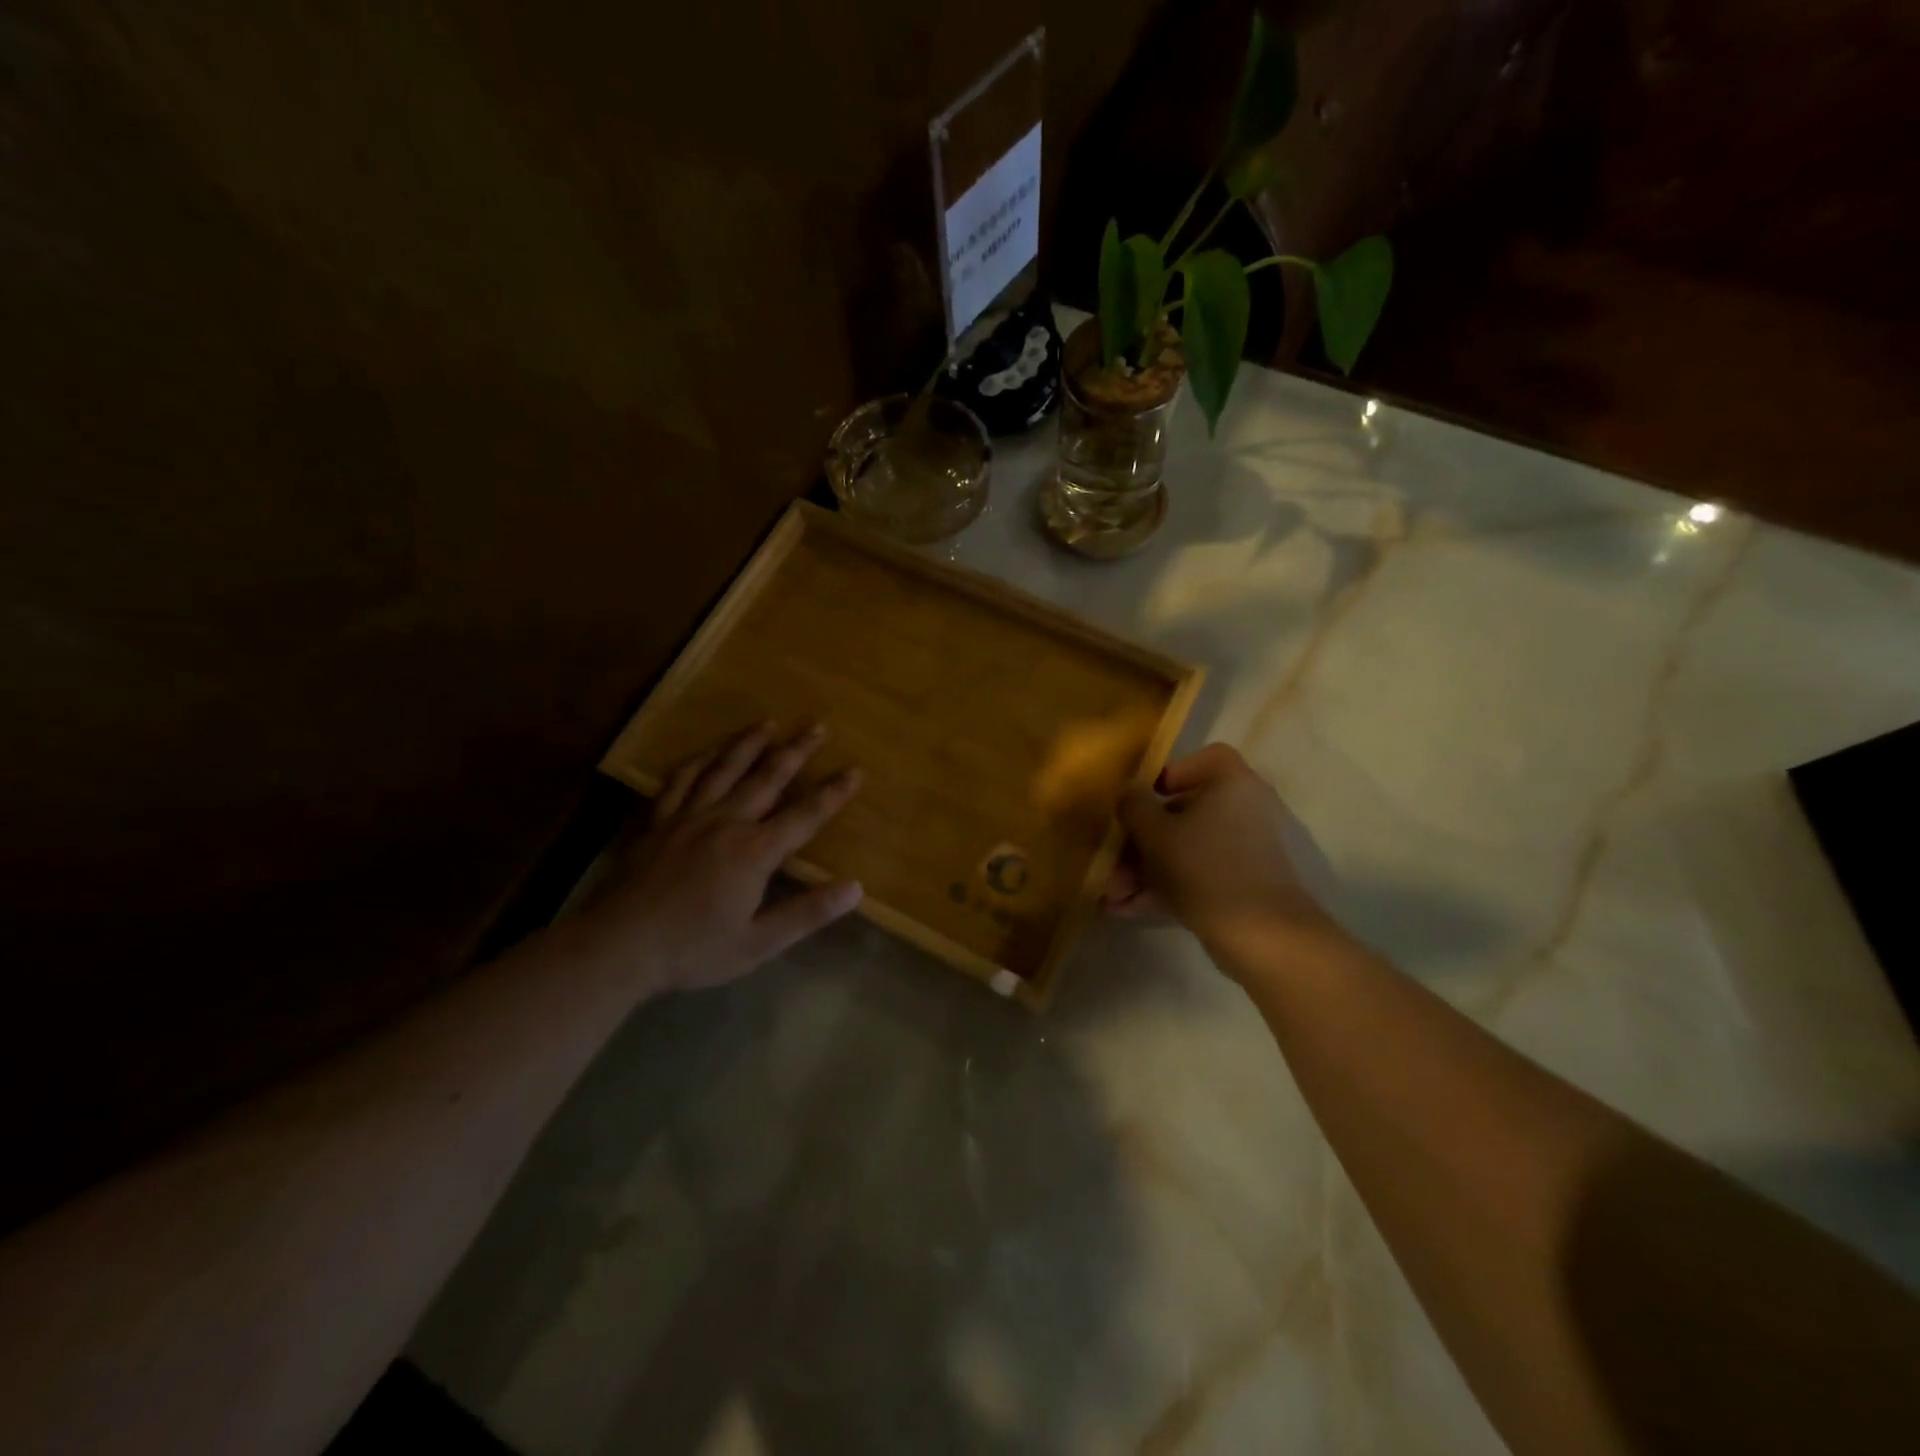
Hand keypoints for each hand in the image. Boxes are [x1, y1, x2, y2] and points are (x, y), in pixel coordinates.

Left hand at [576, 723, 863, 992]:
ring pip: (724, 768)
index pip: (805, 815)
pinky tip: (707, 752)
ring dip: (749, 743)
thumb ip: (808, 913)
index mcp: (755, 851)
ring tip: (767, 722)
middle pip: (768, 777)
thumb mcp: (759, 942)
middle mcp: (726, 822)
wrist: (618, 946)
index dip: (833, 792)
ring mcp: (689, 816)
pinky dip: (697, 761)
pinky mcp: (658, 821)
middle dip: (796, 751)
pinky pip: (680, 780)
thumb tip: (855, 888)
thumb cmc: (694, 949)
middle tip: (817, 726)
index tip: (855, 770)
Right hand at [1104, 744, 1337, 967]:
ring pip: (1185, 849)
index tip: (1143, 800)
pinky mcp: (1242, 885)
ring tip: (1112, 896)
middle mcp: (1243, 809)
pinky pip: (1196, 875)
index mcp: (1231, 783)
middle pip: (1183, 812)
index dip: (1170, 774)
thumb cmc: (1204, 867)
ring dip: (1145, 869)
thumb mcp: (1155, 833)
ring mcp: (1244, 850)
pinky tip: (1127, 910)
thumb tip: (1128, 794)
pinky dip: (1165, 888)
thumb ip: (1133, 806)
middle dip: (1140, 841)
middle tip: (1111, 863)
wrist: (1262, 935)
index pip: (1205, 759)